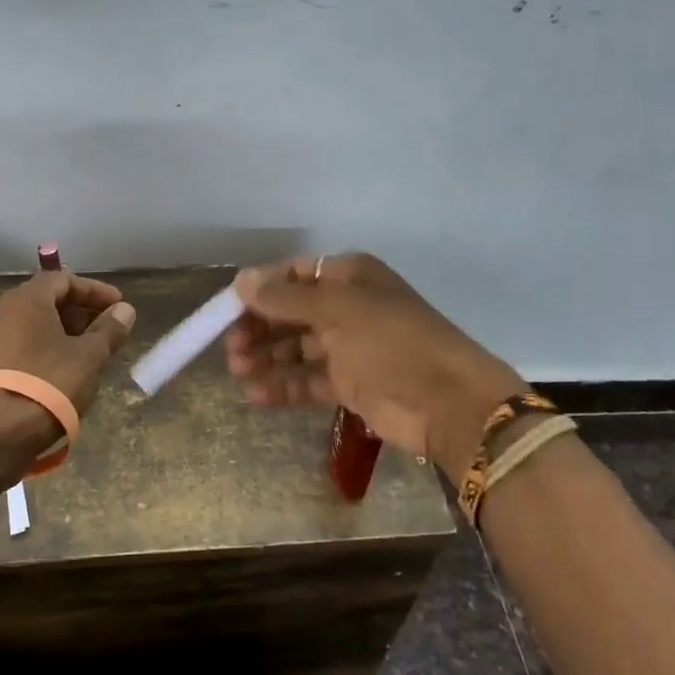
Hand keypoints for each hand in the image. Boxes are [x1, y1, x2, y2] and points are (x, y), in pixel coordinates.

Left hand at [0, 270, 137, 426]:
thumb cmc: (50, 383)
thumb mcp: (90, 356)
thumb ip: (110, 329)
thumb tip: (125, 310)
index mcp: (26, 300)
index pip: (64, 280)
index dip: (95, 290)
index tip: (118, 306)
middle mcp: (2, 312)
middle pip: (46, 301)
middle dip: (79, 312)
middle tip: (105, 329)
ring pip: (32, 325)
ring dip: (62, 332)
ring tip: (87, 353)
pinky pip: (20, 346)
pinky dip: (44, 349)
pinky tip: (61, 371)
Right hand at [224, 253, 530, 475]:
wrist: (447, 400)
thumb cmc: (391, 341)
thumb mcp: (336, 310)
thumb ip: (285, 298)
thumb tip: (240, 281)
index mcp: (349, 277)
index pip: (293, 274)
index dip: (261, 289)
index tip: (228, 308)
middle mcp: (347, 307)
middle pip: (291, 312)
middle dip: (259, 327)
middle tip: (230, 346)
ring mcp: (349, 347)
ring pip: (296, 347)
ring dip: (266, 357)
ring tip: (237, 370)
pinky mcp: (350, 384)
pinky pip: (307, 379)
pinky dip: (282, 385)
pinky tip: (255, 394)